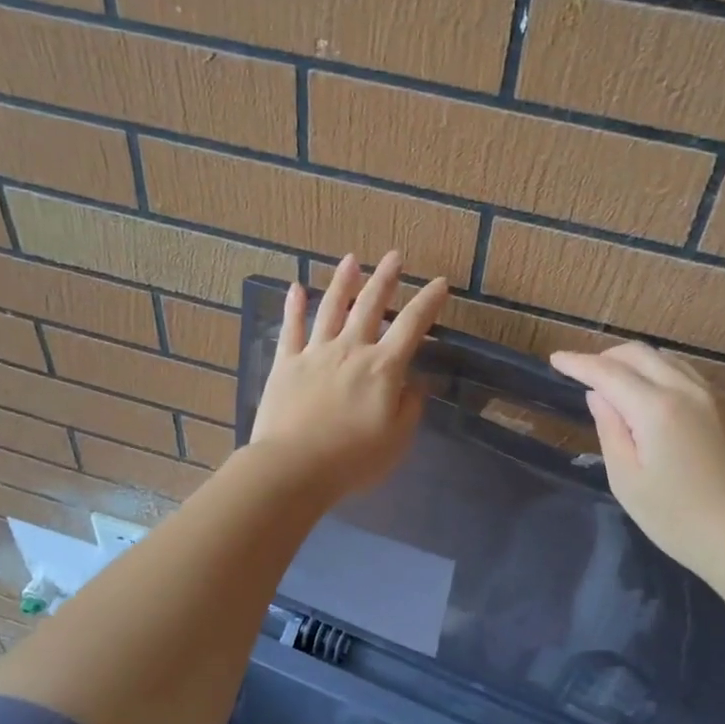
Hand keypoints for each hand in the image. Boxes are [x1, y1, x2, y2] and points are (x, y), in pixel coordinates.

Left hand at [248, 252, 448, 501]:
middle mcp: (351, 350)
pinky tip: (296, 287)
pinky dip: (294, 306)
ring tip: (351, 260)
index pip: (412, 326)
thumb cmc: (353, 459)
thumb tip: (416, 382)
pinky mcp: (286, 364)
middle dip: (385, 279)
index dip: (428, 302)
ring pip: (331, 308)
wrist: (294, 467)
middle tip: (394, 256)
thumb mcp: (397, 439)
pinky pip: (291, 329)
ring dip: (343, 282)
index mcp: (383, 368)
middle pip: (370, 306)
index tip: (439, 283)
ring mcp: (315, 353)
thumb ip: (410, 406)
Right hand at [550, 342, 724, 579]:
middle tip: (588, 371)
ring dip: (643, 366)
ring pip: (675, 364)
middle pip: (642, 354)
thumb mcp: (626, 479)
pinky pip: (701, 385)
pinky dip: (675, 385)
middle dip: (609, 356)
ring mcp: (724, 400)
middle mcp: (691, 391)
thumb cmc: (675, 518)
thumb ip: (610, 429)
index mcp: (656, 407)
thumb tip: (599, 396)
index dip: (579, 363)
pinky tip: (671, 411)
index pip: (608, 372)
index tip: (557, 359)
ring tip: (625, 385)